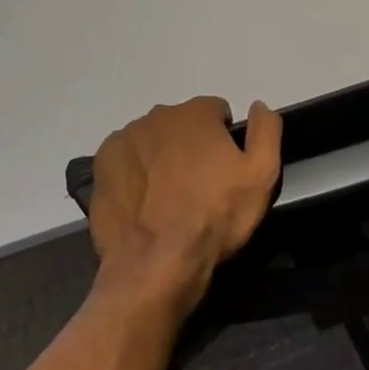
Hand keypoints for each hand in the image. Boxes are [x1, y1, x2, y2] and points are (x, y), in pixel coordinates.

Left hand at [87, 97, 281, 321]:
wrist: (156, 264)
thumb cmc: (214, 216)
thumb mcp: (261, 175)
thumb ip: (266, 130)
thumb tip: (259, 105)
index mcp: (195, 113)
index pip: (216, 112)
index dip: (224, 139)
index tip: (224, 169)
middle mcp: (157, 116)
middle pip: (182, 124)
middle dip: (191, 145)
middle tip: (198, 186)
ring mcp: (125, 139)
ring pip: (152, 140)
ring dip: (162, 157)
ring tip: (168, 198)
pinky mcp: (102, 164)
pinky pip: (126, 158)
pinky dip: (135, 172)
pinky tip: (143, 201)